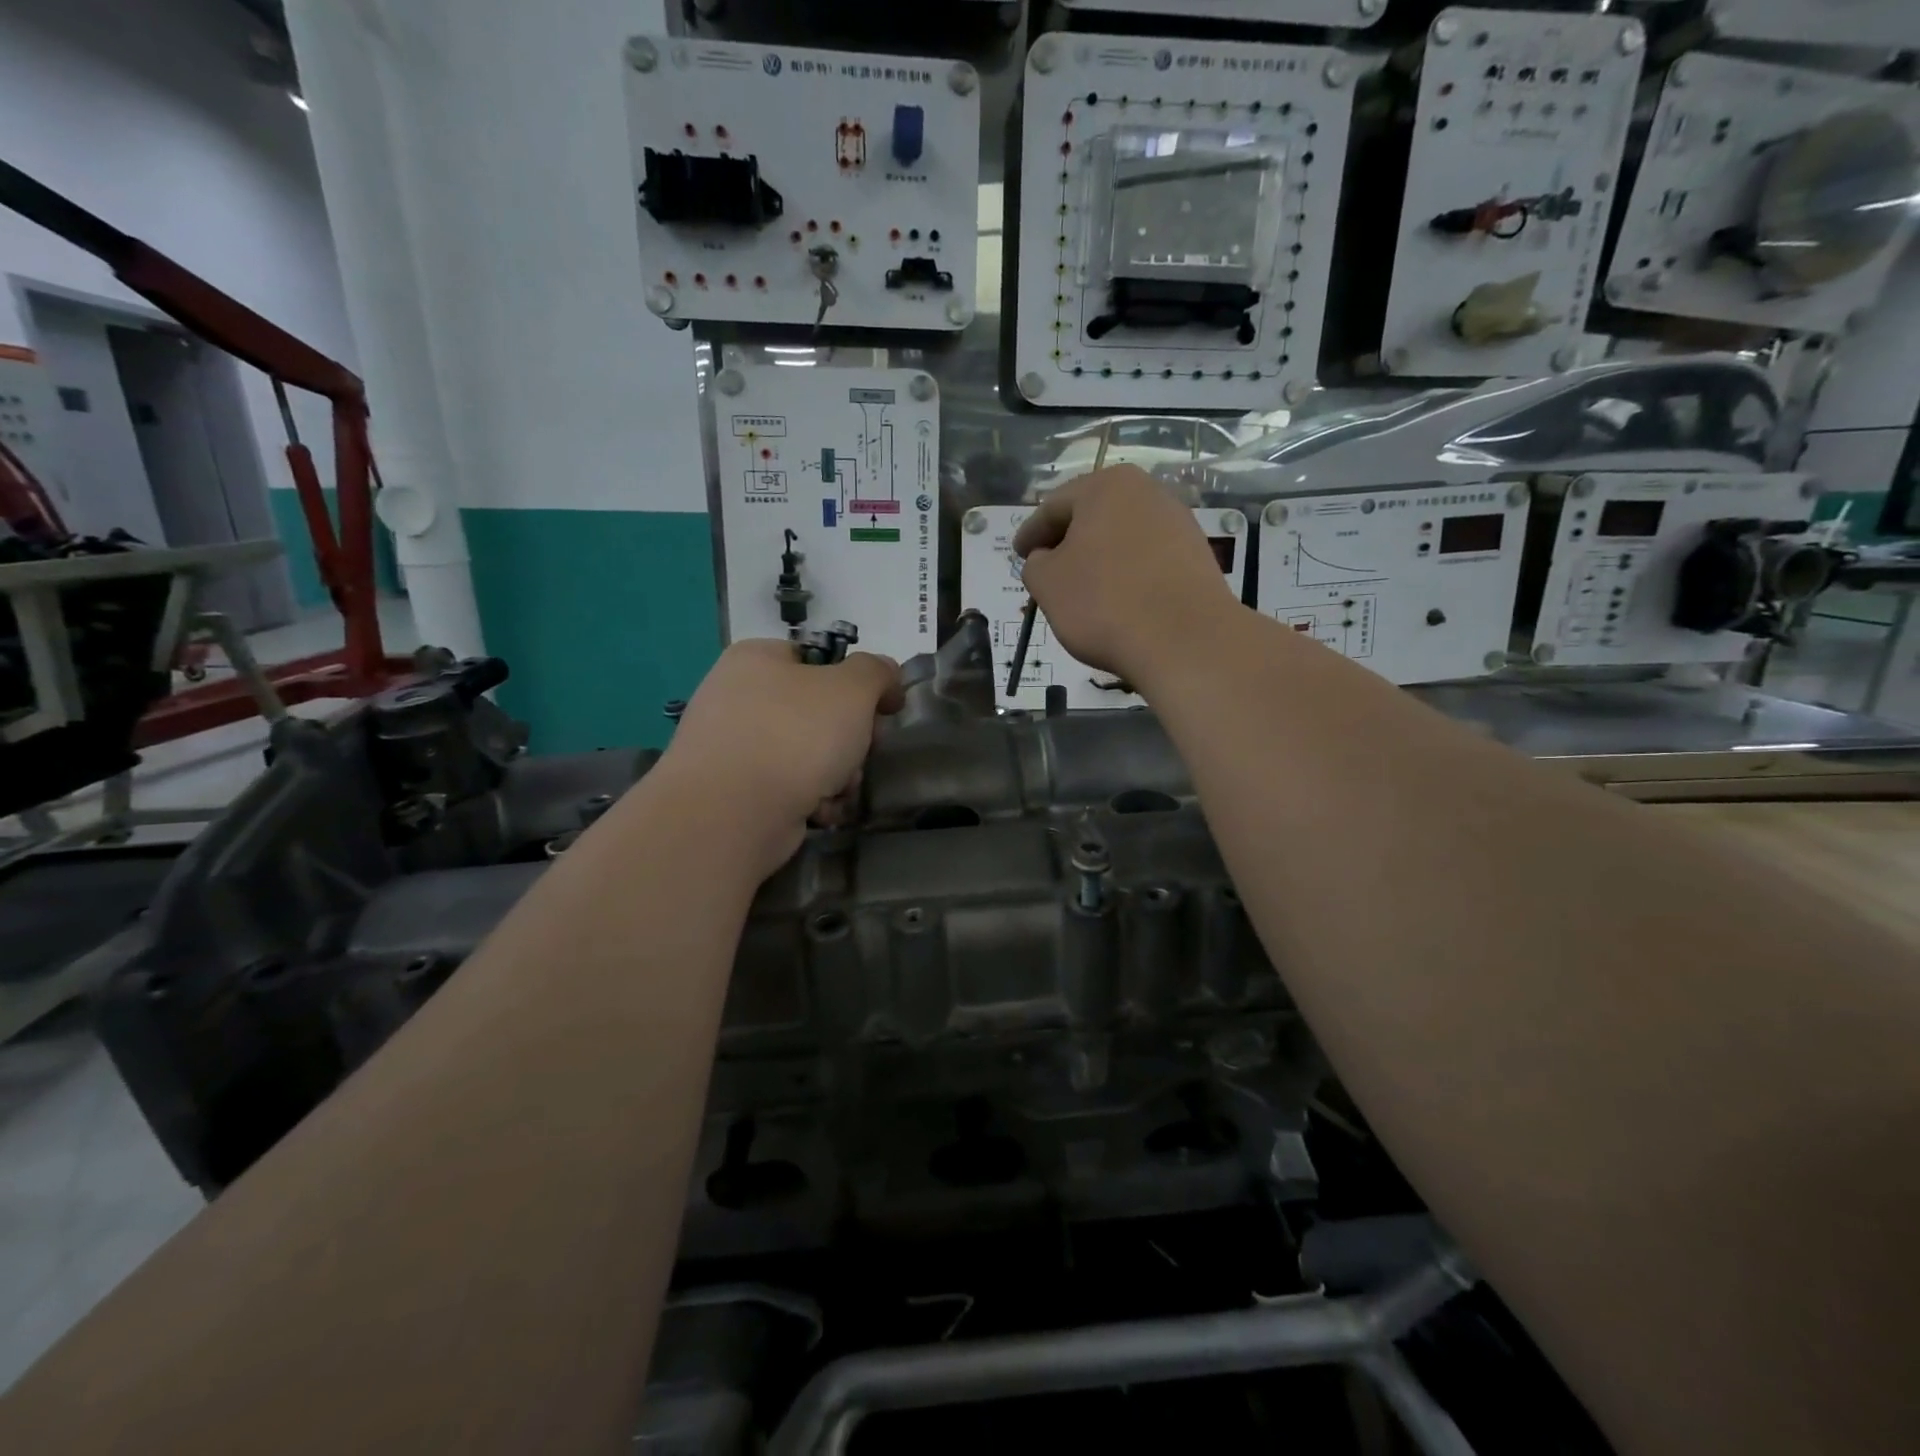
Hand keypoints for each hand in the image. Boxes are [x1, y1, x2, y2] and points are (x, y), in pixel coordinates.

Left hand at [660, 640, 902, 873]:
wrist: (731, 814)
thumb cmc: (795, 735)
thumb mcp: (852, 688)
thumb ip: (876, 672)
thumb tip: (885, 676)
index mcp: (756, 658)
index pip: (818, 659)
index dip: (857, 683)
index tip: (882, 710)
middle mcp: (736, 696)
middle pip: (816, 711)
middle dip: (850, 738)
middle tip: (863, 753)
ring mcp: (730, 747)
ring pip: (806, 753)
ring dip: (836, 774)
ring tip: (839, 790)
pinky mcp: (733, 792)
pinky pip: (786, 787)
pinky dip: (809, 799)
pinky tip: (818, 812)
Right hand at [1014, 466, 1240, 685]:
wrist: (1184, 640)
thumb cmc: (1104, 603)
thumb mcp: (1047, 584)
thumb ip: (1035, 564)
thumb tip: (1046, 559)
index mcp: (1106, 486)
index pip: (1053, 507)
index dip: (1030, 533)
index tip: (1018, 555)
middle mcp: (1147, 492)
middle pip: (1092, 516)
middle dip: (1067, 542)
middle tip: (1047, 570)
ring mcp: (1178, 522)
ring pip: (1122, 537)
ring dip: (1099, 558)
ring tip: (1082, 588)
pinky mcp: (1197, 556)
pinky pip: (1148, 559)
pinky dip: (1126, 573)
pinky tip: (1117, 599)